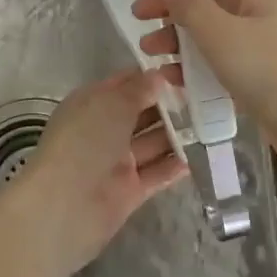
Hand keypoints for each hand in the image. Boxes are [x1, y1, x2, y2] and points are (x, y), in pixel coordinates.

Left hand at [0, 68, 187, 276]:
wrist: (64, 205)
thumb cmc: (85, 141)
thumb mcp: (111, 103)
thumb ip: (138, 89)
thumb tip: (158, 76)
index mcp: (92, 104)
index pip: (125, 84)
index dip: (152, 77)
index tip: (185, 70)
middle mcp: (104, 130)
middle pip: (141, 113)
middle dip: (169, 106)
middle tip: (207, 97)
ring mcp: (116, 162)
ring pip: (152, 143)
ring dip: (177, 135)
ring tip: (212, 124)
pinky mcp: (128, 191)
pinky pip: (156, 173)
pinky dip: (174, 166)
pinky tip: (200, 156)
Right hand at [132, 0, 276, 130]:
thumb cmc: (274, 72)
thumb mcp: (222, 34)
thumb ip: (190, 7)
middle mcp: (266, 10)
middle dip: (176, 4)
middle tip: (140, 19)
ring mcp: (268, 46)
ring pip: (217, 31)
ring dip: (182, 38)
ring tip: (149, 54)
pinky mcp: (266, 79)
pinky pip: (225, 62)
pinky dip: (200, 66)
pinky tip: (174, 81)